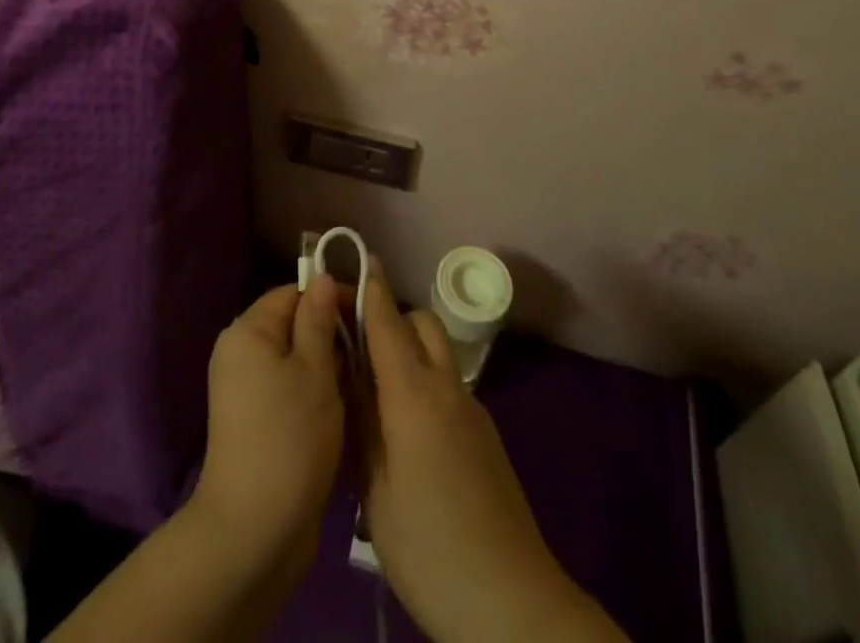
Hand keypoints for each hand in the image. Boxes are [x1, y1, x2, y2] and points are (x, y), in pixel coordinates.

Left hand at [191, 275, 346, 576]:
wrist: (254, 532)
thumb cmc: (289, 438)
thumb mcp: (314, 370)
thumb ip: (319, 319)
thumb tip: (322, 278)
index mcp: (248, 331)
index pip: (293, 293)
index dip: (331, 297)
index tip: (368, 316)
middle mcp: (240, 353)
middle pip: (293, 325)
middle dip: (332, 335)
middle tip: (369, 354)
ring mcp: (245, 390)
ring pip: (295, 360)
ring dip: (327, 368)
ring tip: (361, 383)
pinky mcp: (255, 423)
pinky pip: (289, 390)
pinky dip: (315, 394)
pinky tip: (343, 410)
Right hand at [360, 274, 625, 642]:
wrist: (511, 600)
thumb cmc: (429, 547)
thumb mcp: (375, 490)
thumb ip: (361, 423)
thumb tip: (348, 375)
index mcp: (413, 394)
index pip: (387, 322)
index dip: (369, 288)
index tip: (353, 260)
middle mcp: (446, 386)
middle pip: (421, 323)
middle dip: (390, 315)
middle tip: (355, 338)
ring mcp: (471, 408)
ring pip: (438, 351)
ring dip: (409, 347)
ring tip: (375, 383)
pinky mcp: (485, 434)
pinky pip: (449, 383)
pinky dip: (425, 378)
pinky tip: (406, 425)